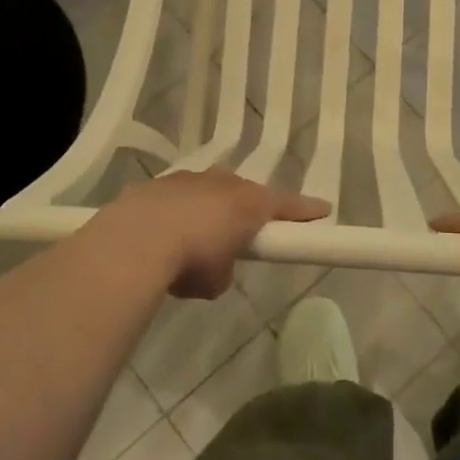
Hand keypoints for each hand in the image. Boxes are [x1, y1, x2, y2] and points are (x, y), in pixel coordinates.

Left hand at [96, 169, 328, 300]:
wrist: (136, 240)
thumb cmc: (191, 260)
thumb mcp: (217, 279)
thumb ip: (224, 268)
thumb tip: (213, 267)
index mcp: (249, 202)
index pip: (287, 205)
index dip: (305, 210)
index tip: (323, 209)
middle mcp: (222, 183)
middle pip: (243, 194)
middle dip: (245, 211)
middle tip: (242, 233)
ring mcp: (187, 180)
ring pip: (206, 193)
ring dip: (206, 212)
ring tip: (193, 241)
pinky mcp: (155, 185)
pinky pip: (175, 199)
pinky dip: (174, 215)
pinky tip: (161, 238)